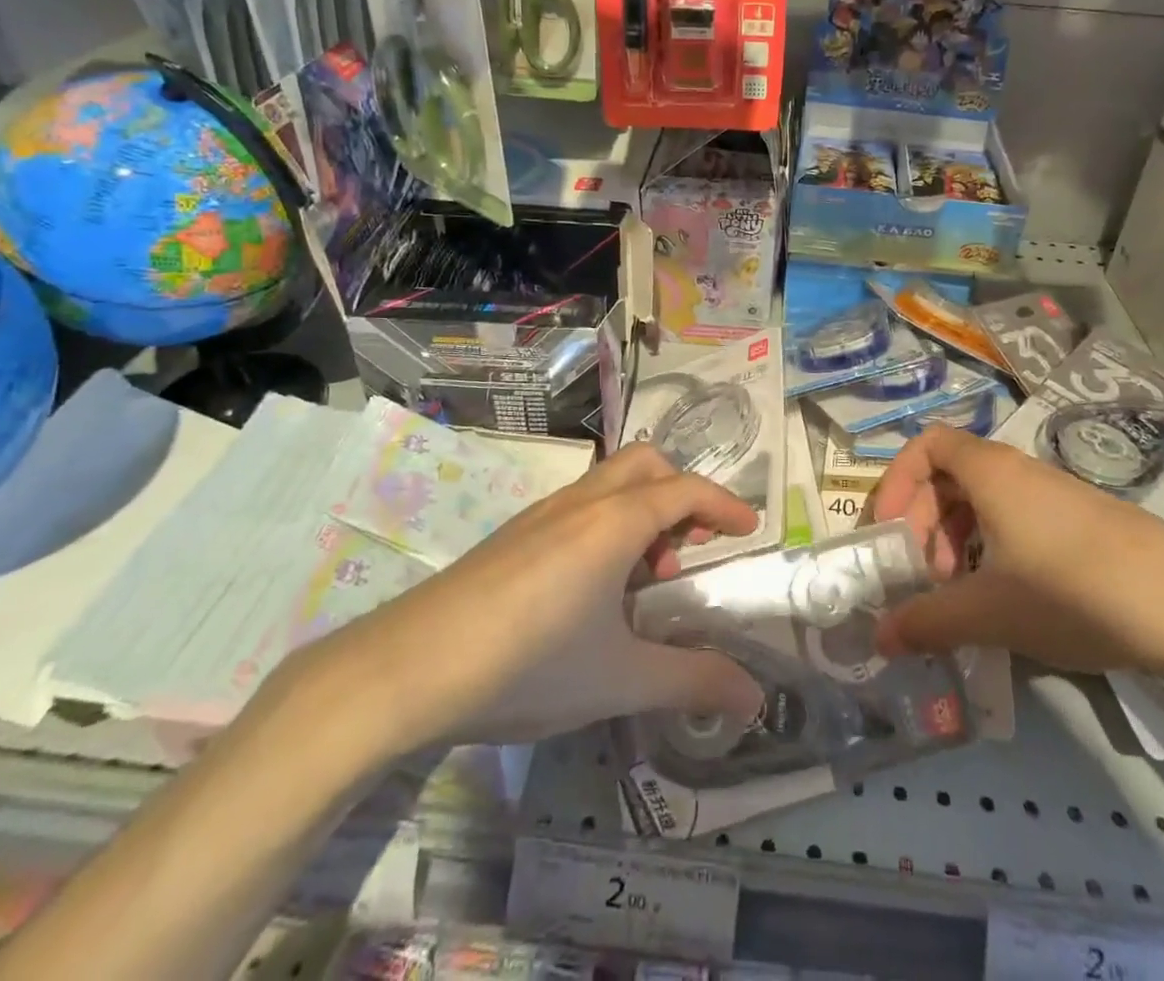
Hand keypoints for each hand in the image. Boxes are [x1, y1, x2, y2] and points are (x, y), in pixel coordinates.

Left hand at [290, 443, 766, 754]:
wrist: (407, 669)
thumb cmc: (528, 664)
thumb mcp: (620, 679)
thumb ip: (692, 681)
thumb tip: (756, 698)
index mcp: (615, 522)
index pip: (685, 490)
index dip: (724, 504)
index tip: (749, 530)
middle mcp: (581, 502)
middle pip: (645, 464)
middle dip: (680, 492)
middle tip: (690, 546)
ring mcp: (541, 514)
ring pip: (608, 482)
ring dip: (641, 509)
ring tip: (642, 577)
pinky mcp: (512, 535)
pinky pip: (578, 505)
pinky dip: (606, 523)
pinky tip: (591, 589)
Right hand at [870, 425, 1163, 676]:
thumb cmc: (1077, 591)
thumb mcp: (991, 612)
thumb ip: (928, 622)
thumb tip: (878, 637)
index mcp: (990, 472)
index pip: (926, 445)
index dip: (896, 481)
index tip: (888, 530)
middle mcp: (1018, 470)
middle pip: (949, 474)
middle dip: (923, 520)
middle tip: (921, 574)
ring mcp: (1053, 494)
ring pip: (983, 500)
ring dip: (956, 538)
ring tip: (958, 590)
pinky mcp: (1081, 521)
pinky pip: (1015, 518)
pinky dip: (992, 547)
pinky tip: (1004, 596)